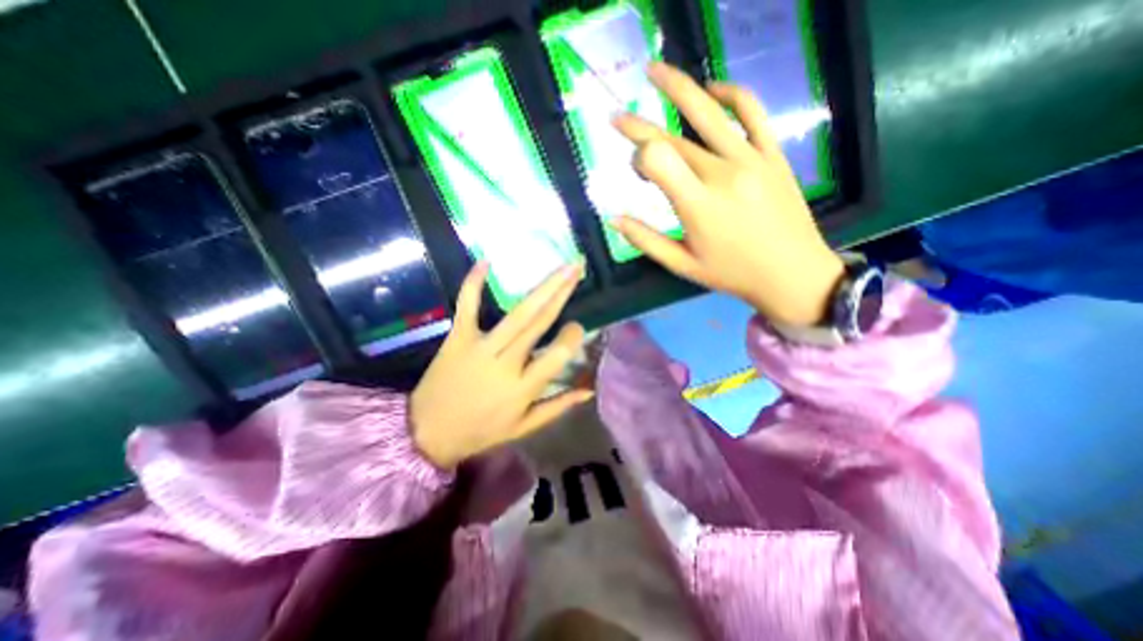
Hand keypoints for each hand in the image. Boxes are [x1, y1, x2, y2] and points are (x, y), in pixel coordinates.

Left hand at [412, 261, 587, 469]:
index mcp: (523, 388)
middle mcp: (506, 363)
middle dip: (562, 293)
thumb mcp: (524, 427)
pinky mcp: (458, 337)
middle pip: (540, 323)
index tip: (578, 326)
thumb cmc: (480, 431)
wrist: (426, 433)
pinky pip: (467, 306)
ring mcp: (480, 347)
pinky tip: (486, 262)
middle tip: (577, 269)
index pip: (557, 355)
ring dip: (541, 287)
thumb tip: (589, 390)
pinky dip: (473, 283)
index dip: (572, 337)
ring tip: (561, 267)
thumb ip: (558, 406)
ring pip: (517, 313)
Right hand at [611, 59, 840, 325]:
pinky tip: (711, 89)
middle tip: (616, 118)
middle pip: (672, 137)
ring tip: (653, 71)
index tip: (636, 171)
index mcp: (697, 204)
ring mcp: (751, 158)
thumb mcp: (682, 265)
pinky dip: (730, 93)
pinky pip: (752, 111)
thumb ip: (646, 240)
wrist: (792, 272)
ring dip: (677, 86)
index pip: (656, 158)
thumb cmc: (731, 273)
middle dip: (639, 127)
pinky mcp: (773, 153)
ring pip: (708, 112)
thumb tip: (613, 219)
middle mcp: (722, 173)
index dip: (637, 157)